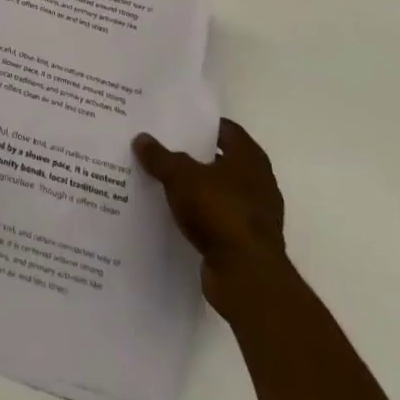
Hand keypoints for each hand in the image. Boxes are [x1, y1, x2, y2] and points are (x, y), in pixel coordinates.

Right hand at [134, 119, 286, 306]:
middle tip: (161, 148)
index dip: (200, 124)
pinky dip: (199, 216)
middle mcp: (258, 182)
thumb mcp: (180, 176)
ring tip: (161, 181)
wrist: (247, 276)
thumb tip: (141, 138)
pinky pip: (216, 219)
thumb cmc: (219, 211)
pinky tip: (173, 214)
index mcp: (249, 158)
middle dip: (193, 156)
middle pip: (220, 160)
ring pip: (218, 192)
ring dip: (195, 189)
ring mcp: (254, 215)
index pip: (224, 129)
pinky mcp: (245, 242)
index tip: (173, 122)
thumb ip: (160, 157)